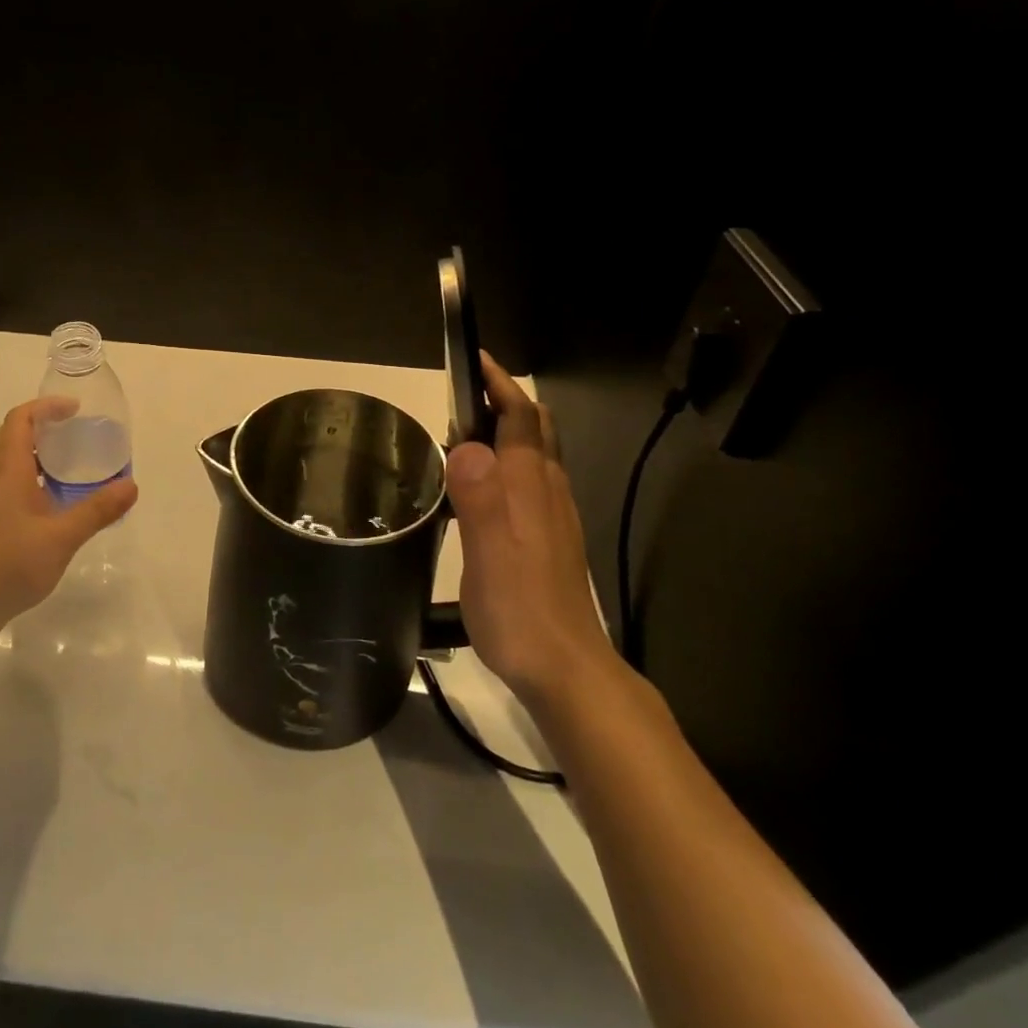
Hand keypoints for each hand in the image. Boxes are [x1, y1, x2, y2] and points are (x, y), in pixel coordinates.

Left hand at [0, 397, 138, 641]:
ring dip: (39, 453)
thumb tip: (131, 485)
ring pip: (12, 463)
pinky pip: (15, 486)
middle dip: (42, 425)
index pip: (20, 421)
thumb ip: (96, 511)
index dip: (45, 407)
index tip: (76, 410)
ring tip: (74, 462)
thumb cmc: (7, 566)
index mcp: (8, 473)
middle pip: (12, 436)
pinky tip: (60, 502)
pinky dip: (37, 480)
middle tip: (74, 431)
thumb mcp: (60, 538)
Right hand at [446, 354, 616, 703]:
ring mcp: (554, 516)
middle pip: (535, 429)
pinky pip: (530, 483)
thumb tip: (465, 444)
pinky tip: (482, 490)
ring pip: (534, 456)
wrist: (564, 668)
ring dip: (505, 433)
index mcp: (530, 485)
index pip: (520, 417)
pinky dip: (507, 465)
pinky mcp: (550, 540)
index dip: (499, 384)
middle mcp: (548, 491)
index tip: (475, 359)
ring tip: (462, 436)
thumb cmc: (519, 608)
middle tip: (464, 395)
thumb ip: (479, 497)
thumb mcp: (488, 553)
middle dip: (505, 402)